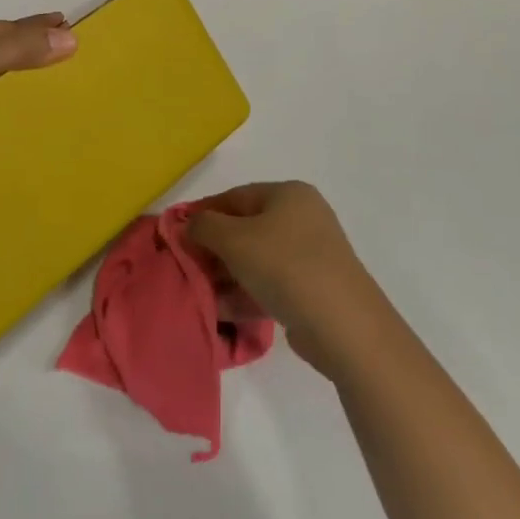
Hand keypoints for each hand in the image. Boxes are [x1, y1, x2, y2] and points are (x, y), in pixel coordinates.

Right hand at [188, 180, 384, 374]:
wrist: (343, 324)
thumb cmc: (284, 265)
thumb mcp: (234, 239)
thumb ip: (204, 226)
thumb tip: (188, 224)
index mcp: (288, 194)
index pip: (235, 196)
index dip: (203, 213)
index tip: (176, 234)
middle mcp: (302, 218)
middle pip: (245, 228)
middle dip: (213, 249)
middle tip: (187, 268)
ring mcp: (310, 255)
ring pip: (256, 260)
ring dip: (226, 275)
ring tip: (199, 294)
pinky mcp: (312, 289)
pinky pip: (270, 284)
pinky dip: (245, 294)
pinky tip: (220, 311)